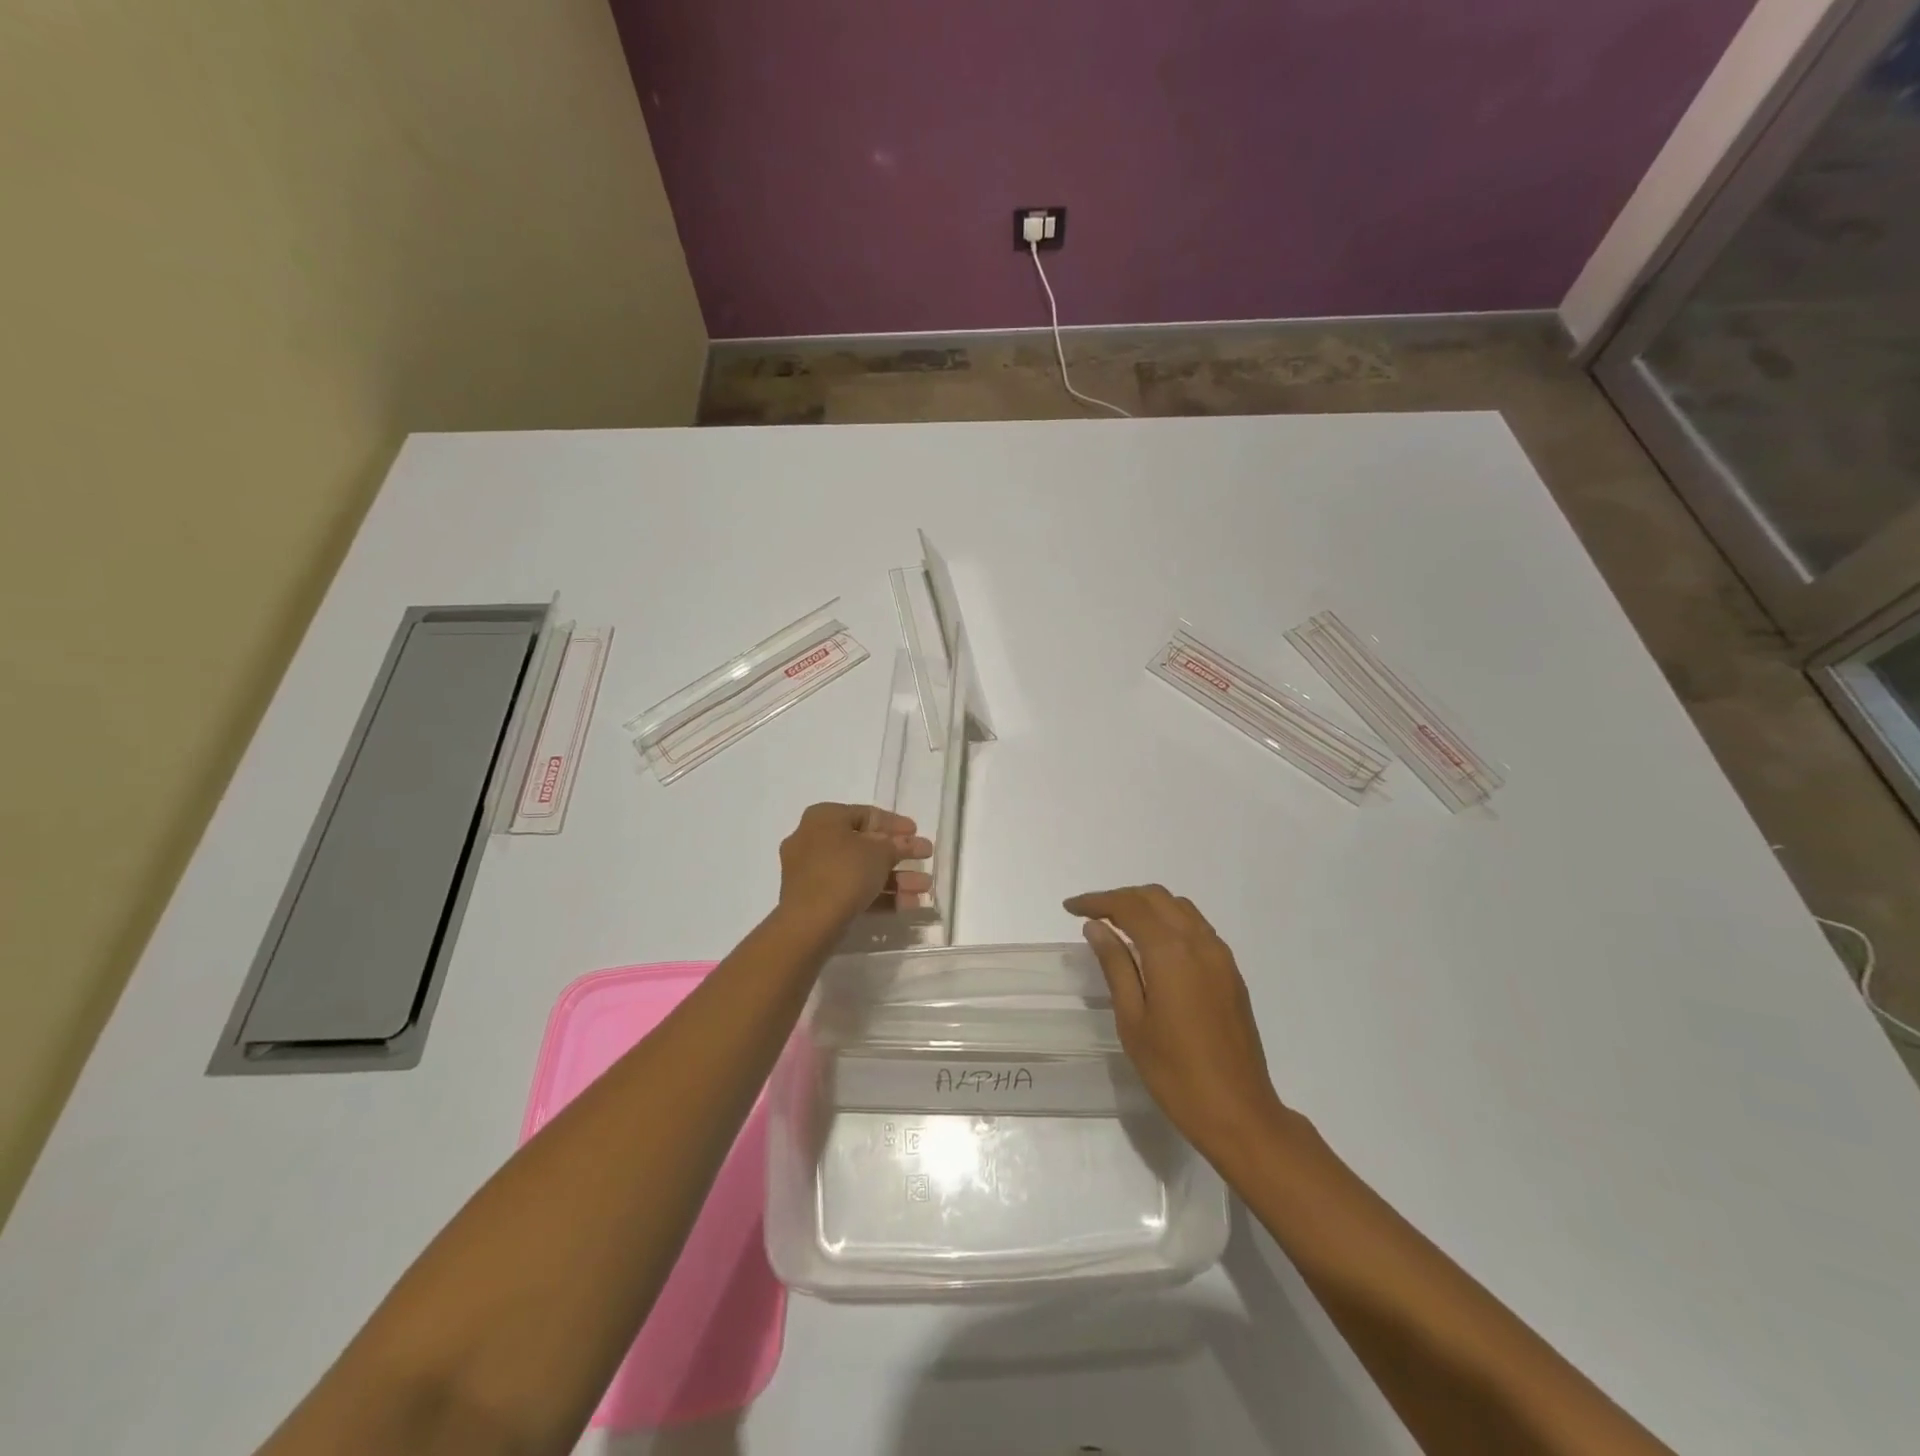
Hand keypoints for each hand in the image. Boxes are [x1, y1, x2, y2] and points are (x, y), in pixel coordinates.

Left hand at [778, 803, 932, 929]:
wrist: (808, 922)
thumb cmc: (844, 872)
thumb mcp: (880, 853)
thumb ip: (897, 845)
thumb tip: (904, 843)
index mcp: (824, 818)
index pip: (865, 814)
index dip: (895, 823)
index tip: (917, 832)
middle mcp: (812, 840)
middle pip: (864, 845)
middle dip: (899, 856)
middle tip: (925, 860)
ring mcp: (811, 872)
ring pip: (860, 871)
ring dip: (895, 880)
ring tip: (924, 889)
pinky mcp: (814, 900)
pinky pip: (851, 891)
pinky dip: (877, 896)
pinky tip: (908, 905)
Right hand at [1064, 885, 1286, 1161]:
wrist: (1238, 1112)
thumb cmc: (1174, 1071)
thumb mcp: (1132, 1019)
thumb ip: (1115, 966)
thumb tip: (1096, 927)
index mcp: (1172, 952)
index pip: (1130, 906)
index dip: (1098, 901)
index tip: (1071, 908)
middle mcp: (1200, 943)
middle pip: (1157, 898)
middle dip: (1122, 898)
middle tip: (1092, 915)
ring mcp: (1220, 956)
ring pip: (1180, 908)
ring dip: (1147, 906)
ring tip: (1119, 925)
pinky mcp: (1231, 973)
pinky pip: (1197, 928)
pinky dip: (1170, 922)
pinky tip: (1153, 946)